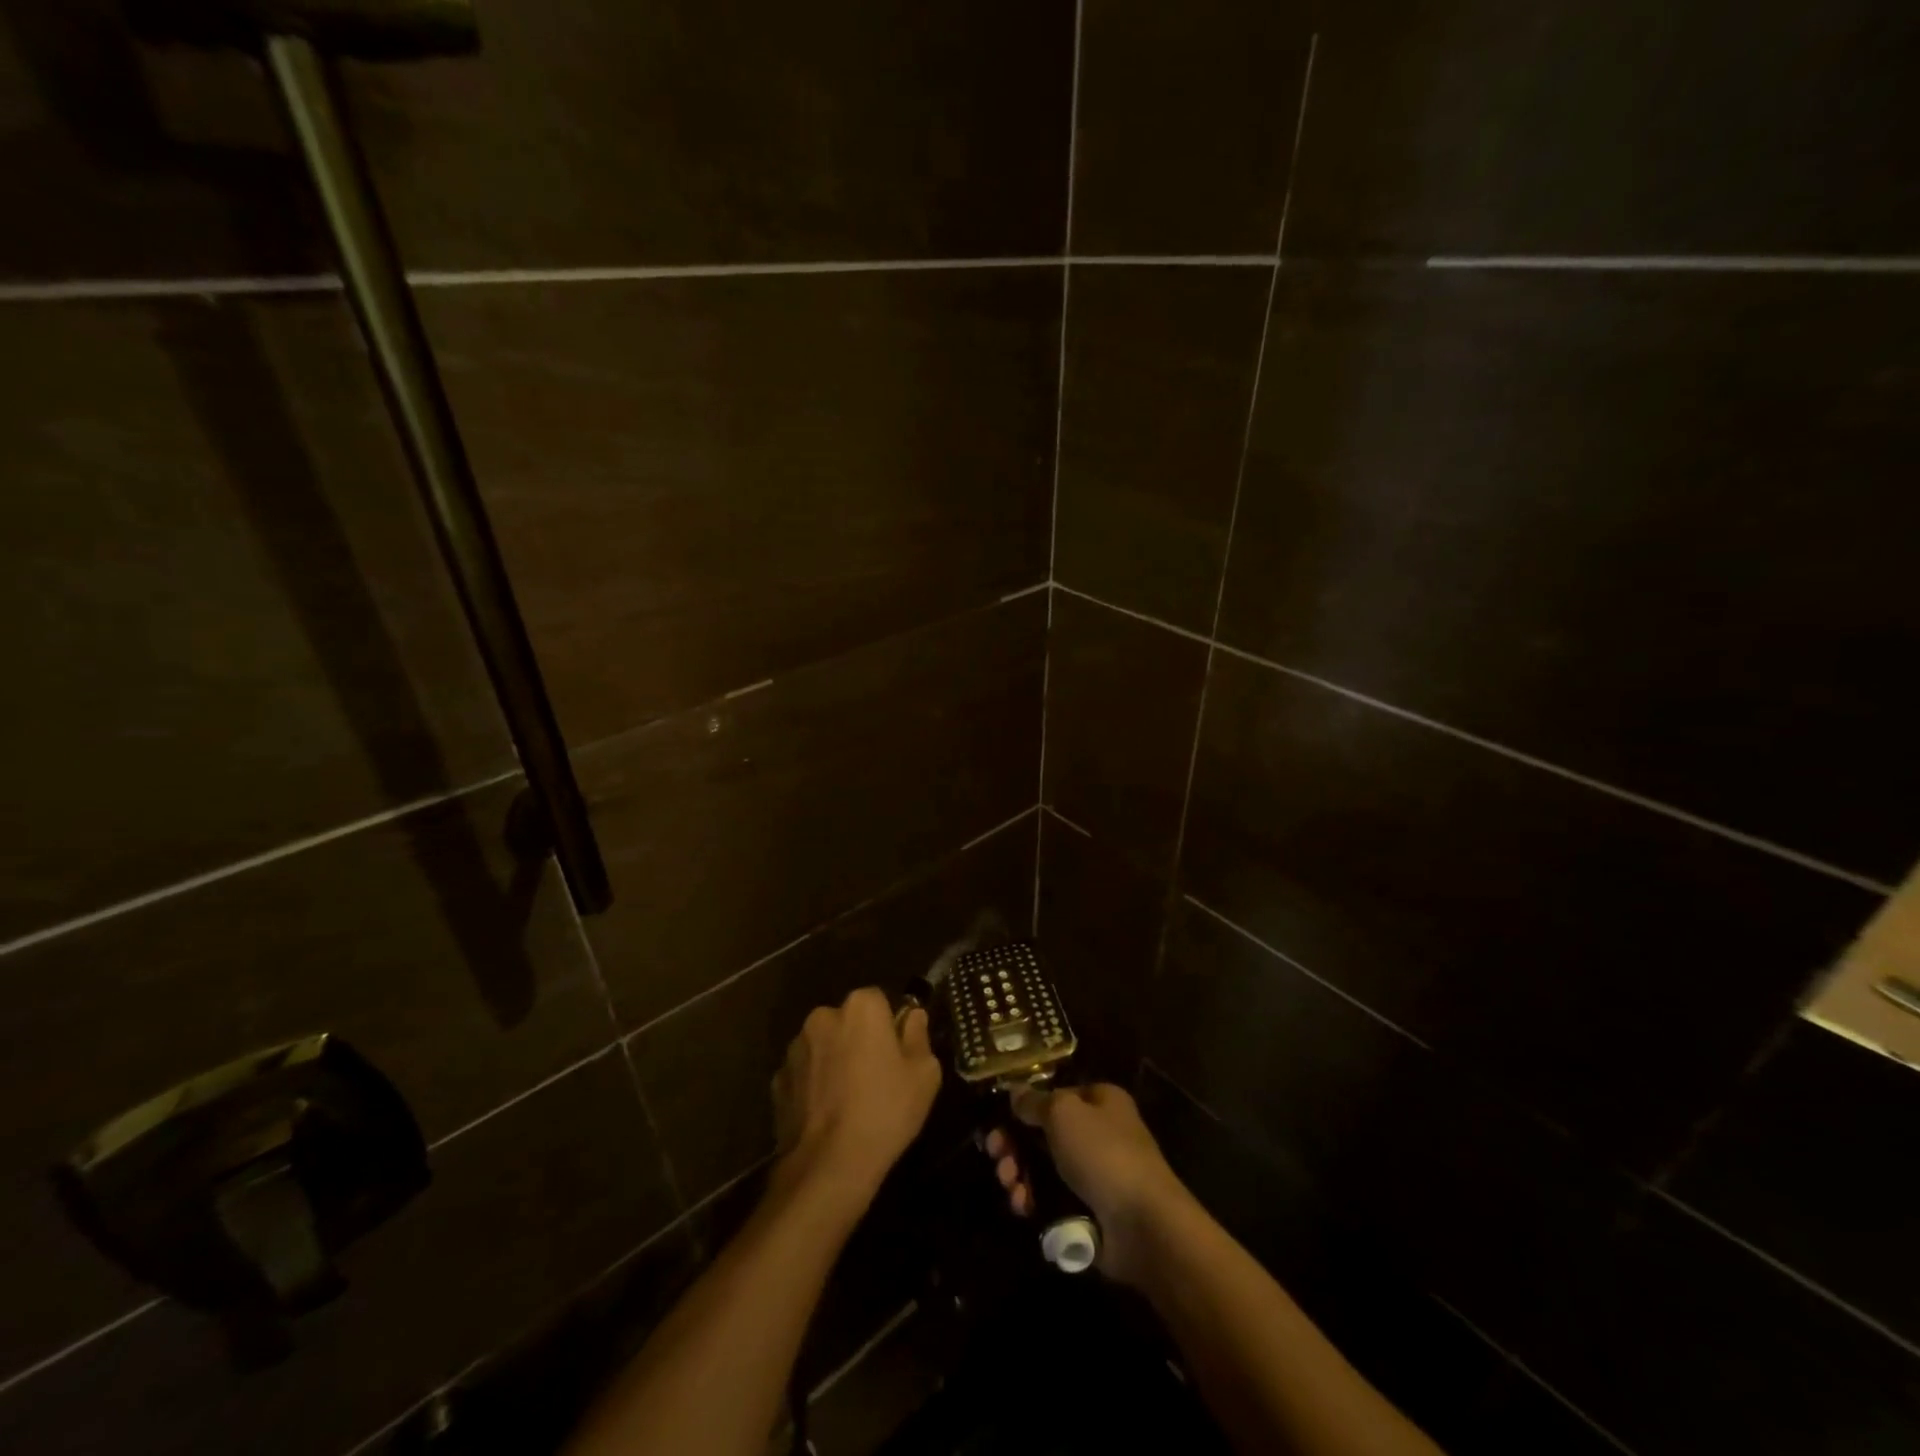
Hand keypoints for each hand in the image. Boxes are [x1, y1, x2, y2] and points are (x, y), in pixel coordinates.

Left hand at [772, 988, 940, 1214]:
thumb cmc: (885, 1111)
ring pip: (824, 1045)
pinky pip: (804, 1073)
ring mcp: (795, 1048)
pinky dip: (814, 1084)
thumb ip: (918, 1036)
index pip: (879, 1000)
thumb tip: (912, 1017)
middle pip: (847, 1020)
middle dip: (859, 1039)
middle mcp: (823, 1016)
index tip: (897, 1054)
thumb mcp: (924, 1074)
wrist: (829, 1165)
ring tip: (848, 1100)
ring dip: (834, 1060)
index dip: (890, 1025)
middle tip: (875, 1077)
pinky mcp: (778, 1079)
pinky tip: (827, 1114)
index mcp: (860, 1007)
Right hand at [985, 1082, 1190, 1283]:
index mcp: (1100, 1101)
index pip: (1054, 1095)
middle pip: (1043, 1133)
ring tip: (1009, 1186)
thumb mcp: (1062, 1113)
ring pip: (1043, 1168)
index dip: (1025, 1107)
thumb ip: (1034, 1101)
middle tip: (996, 1156)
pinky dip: (1033, 1201)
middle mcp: (1098, 1133)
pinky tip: (1023, 1207)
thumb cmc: (1103, 1154)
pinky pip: (1052, 1200)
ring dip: (1019, 1174)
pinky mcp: (1089, 1210)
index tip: (998, 1121)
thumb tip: (1015, 1091)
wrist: (1143, 1225)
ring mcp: (1094, 1174)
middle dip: (1014, 1145)